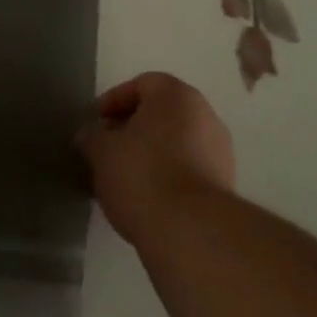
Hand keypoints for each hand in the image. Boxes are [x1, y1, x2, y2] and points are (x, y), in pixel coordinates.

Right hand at [76, 71, 235, 246]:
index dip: (114, 101)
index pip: (141, 84)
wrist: (192, 231)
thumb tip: (90, 135)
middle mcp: (204, 114)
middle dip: (133, 128)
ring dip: (152, 154)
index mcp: (176, 95)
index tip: (96, 124)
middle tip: (108, 149)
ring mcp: (220, 151)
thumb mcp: (102, 152)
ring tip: (125, 178)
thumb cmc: (142, 175)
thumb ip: (93, 136)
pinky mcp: (225, 185)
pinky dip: (169, 176)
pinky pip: (189, 168)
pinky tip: (148, 197)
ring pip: (177, 142)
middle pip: (161, 113)